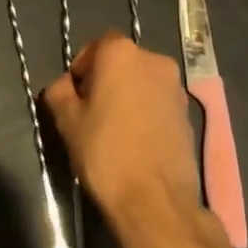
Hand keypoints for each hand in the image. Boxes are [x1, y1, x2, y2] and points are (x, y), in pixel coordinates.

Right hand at [41, 32, 223, 247]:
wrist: (156, 200)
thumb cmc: (105, 152)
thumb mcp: (67, 121)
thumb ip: (59, 91)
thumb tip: (64, 85)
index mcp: (121, 53)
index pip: (96, 46)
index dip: (81, 68)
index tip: (74, 96)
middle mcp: (154, 59)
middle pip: (121, 61)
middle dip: (105, 80)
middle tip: (90, 112)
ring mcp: (175, 86)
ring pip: (141, 81)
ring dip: (127, 95)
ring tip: (114, 129)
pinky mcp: (188, 112)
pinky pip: (158, 101)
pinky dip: (145, 111)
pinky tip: (135, 140)